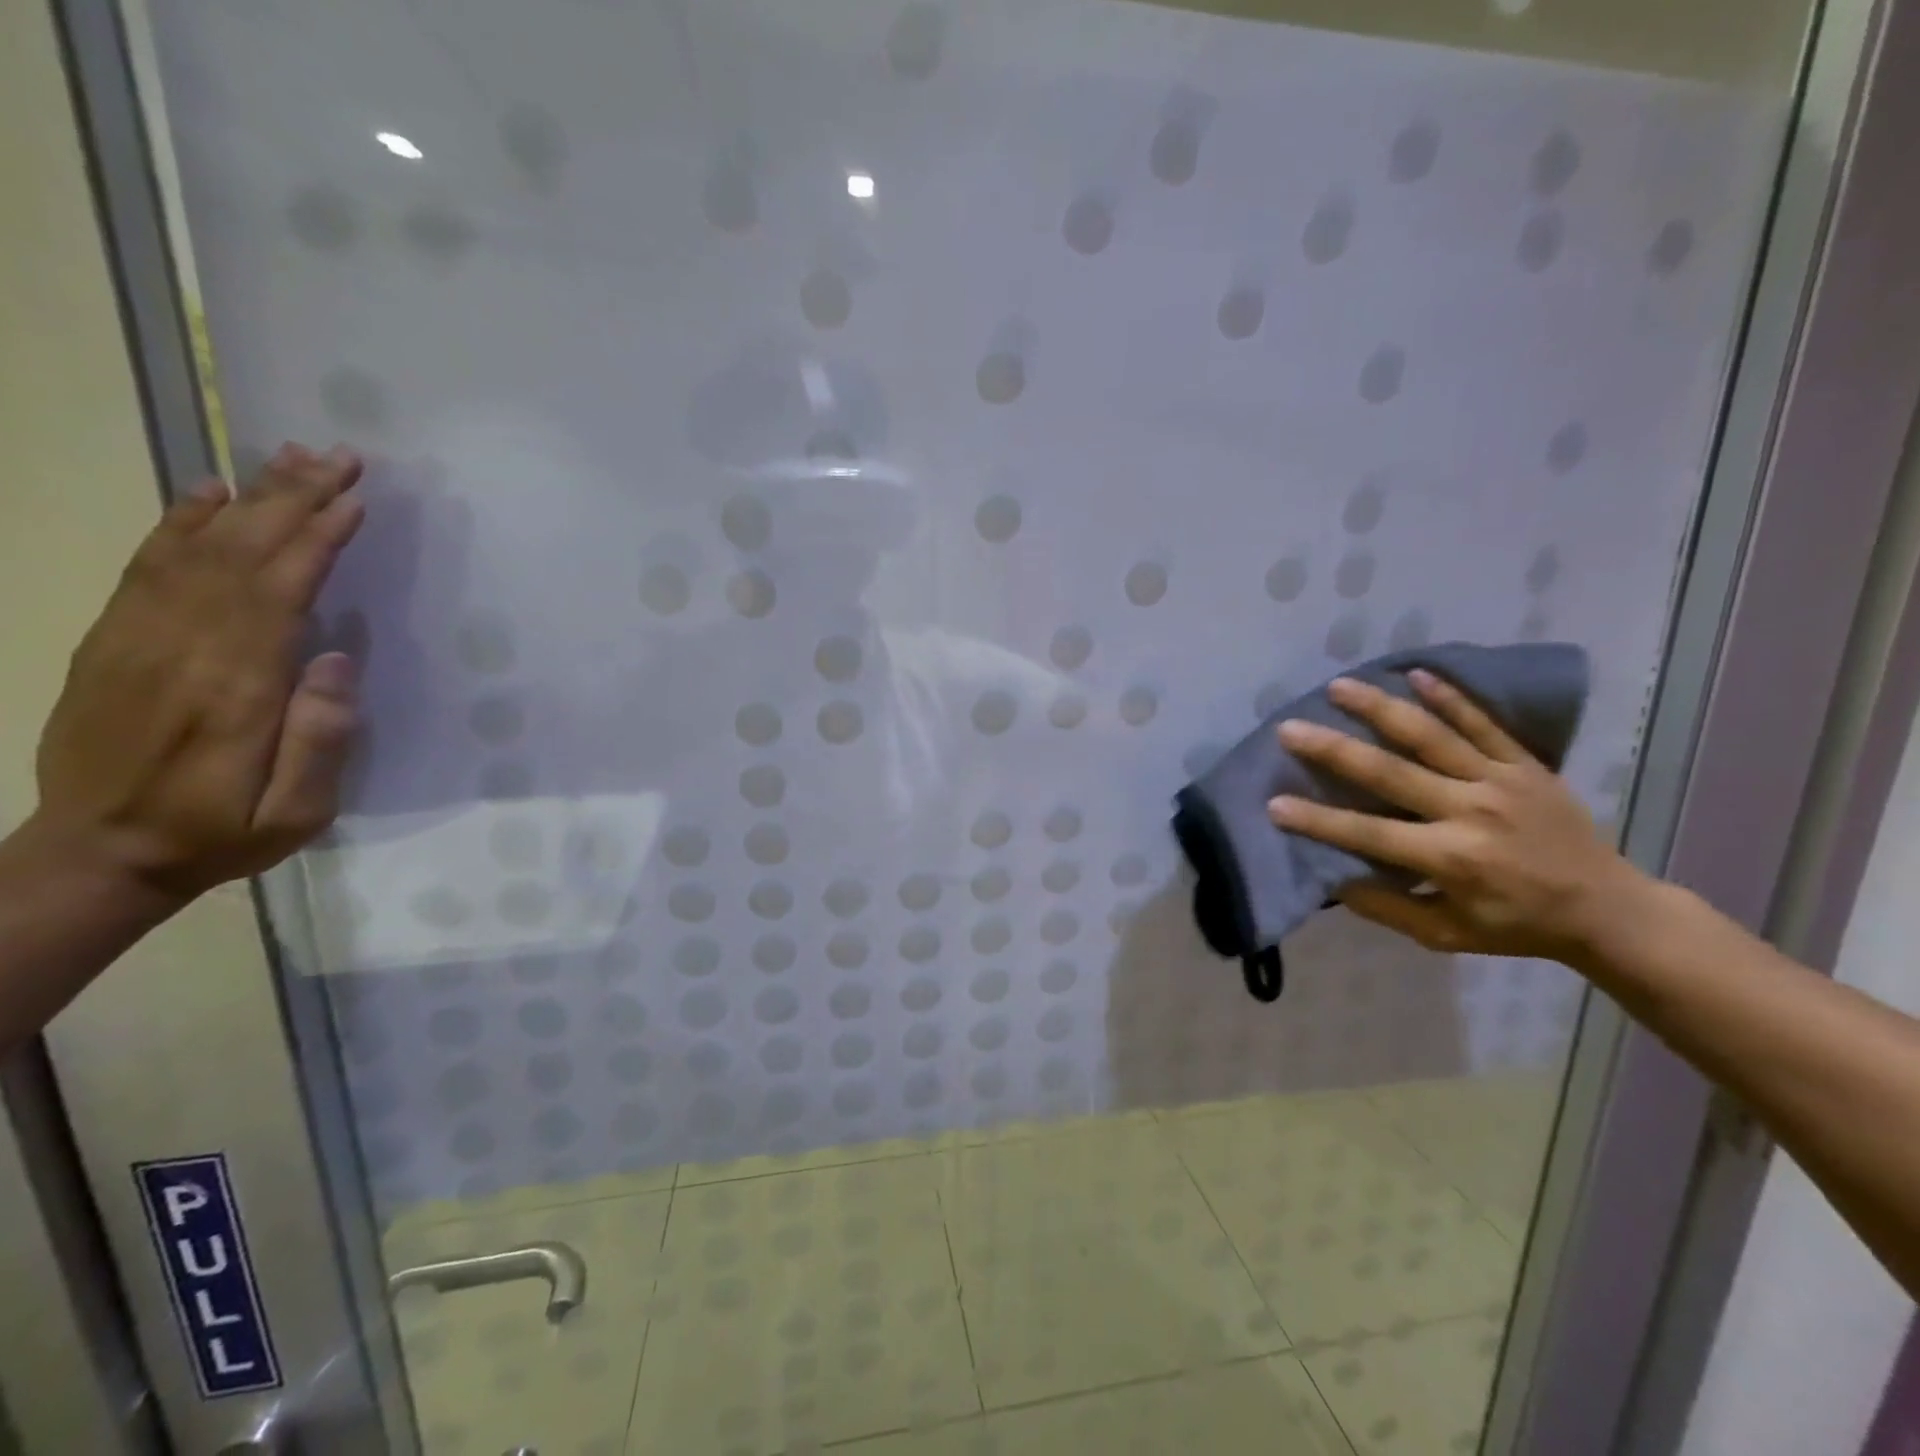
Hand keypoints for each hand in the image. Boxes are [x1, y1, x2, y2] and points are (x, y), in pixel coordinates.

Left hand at [29, 443, 365, 903]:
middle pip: (240, 555)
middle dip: (293, 499)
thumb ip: (319, 740)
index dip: (317, 540)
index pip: (279, 592)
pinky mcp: (115, 640)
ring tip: (290, 457)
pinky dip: (180, 522)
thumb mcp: (295, 813)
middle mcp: (182, 648)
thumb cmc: (219, 833)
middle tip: (338, 455)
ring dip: (248, 498)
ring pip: (196, 548)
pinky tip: (210, 492)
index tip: (355, 500)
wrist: (99, 853)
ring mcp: (138, 638)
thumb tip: (337, 660)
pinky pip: (147, 565)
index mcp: (234, 688)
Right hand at [1268, 669, 1652, 965]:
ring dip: (1381, 708)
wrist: (1610, 908)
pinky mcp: (1525, 764)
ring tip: (1338, 687)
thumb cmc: (1517, 925)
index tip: (1274, 804)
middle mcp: (1470, 813)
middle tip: (1290, 729)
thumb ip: (1388, 909)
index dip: (1318, 821)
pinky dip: (1450, 698)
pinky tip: (1415, 673)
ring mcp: (1500, 782)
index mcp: (1450, 859)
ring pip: (1431, 736)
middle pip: (1390, 773)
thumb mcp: (1447, 935)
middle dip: (1334, 750)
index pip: (1369, 834)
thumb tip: (1334, 880)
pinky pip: (1483, 724)